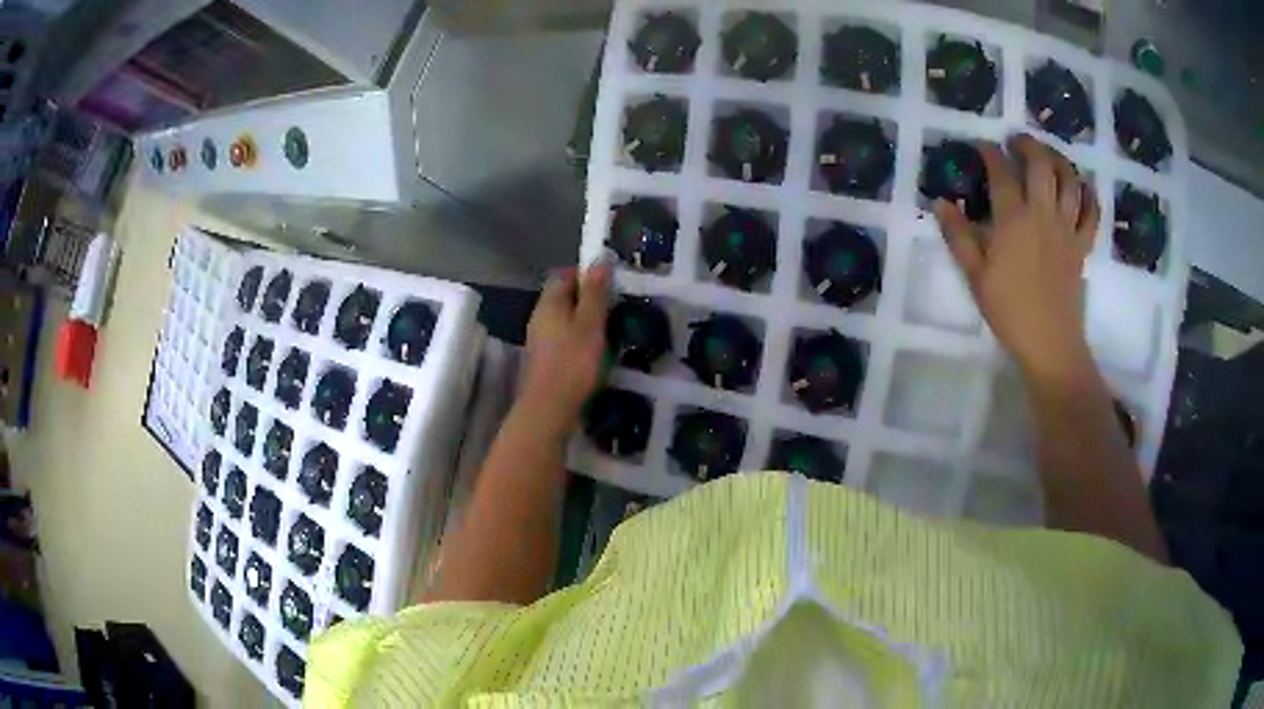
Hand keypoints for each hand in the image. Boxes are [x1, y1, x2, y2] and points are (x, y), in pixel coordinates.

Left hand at [519, 264, 610, 434]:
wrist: (549, 408)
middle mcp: (539, 316)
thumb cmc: (573, 362)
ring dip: (583, 319)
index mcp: (549, 302)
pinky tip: (593, 350)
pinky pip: (562, 337)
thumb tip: (599, 259)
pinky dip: (577, 337)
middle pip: (563, 296)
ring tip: (608, 328)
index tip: (610, 283)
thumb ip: (595, 292)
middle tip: (614, 306)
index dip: (587, 274)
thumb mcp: (591, 323)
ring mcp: (538, 338)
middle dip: (587, 297)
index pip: (564, 274)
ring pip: (563, 318)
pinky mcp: (543, 358)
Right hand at [934, 134, 1100, 387]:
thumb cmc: (1009, 311)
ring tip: (1047, 155)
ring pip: (1069, 180)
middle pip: (1041, 164)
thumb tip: (940, 203)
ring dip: (1058, 159)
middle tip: (1016, 141)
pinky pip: (1092, 213)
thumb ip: (958, 236)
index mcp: (1014, 220)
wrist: (1050, 343)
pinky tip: (1081, 187)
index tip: (982, 147)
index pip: (1001, 172)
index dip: (990, 153)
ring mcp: (1067, 228)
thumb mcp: (975, 277)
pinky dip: (1088, 194)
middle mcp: (1043, 214)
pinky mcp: (1082, 245)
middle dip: (1027, 144)